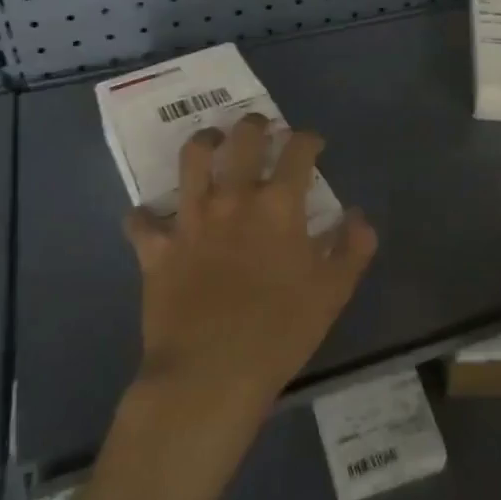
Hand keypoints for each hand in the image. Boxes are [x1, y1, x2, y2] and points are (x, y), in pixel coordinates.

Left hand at [124, 115, 377, 422]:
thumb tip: (358, 216)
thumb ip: (352, 248)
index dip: (308, 139)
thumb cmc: (280, 332)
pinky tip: (150, 217)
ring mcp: (191, 220)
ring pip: (191, 159)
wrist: (210, 374)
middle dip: (255, 125)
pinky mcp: (157, 248)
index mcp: (278, 205)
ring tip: (211, 142)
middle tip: (261, 127)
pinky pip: (142, 222)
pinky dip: (145, 216)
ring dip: (203, 143)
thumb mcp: (333, 293)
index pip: (298, 151)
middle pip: (243, 139)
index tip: (313, 144)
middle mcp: (234, 198)